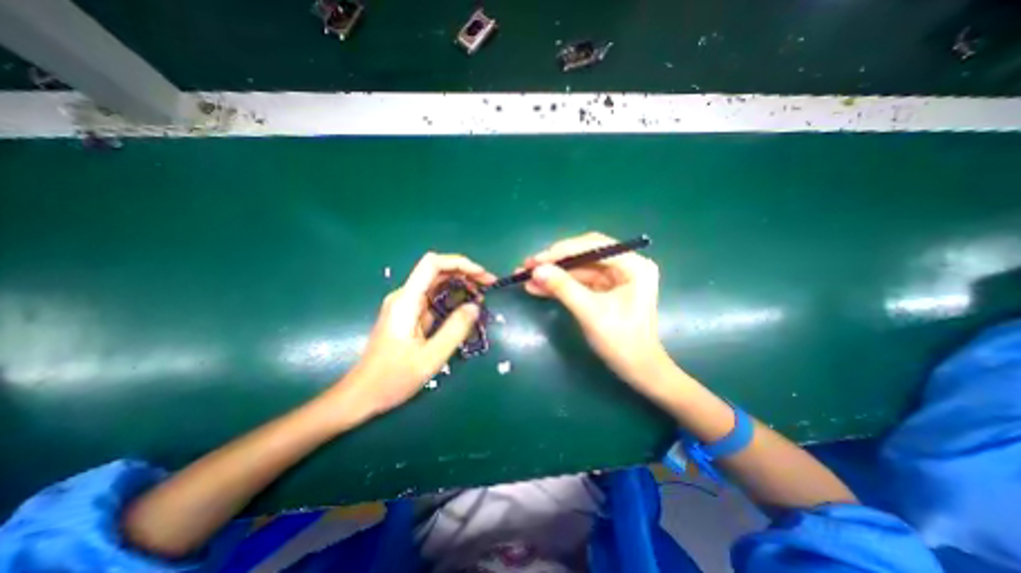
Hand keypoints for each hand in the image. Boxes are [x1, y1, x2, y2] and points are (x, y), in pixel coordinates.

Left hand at [336, 252, 493, 418]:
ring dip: (461, 286)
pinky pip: (434, 299)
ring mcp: (406, 305)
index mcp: (407, 301)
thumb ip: (455, 330)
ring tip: (481, 298)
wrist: (362, 394)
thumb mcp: (430, 357)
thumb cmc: (392, 378)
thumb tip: (475, 306)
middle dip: (465, 274)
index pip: (433, 264)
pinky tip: (466, 309)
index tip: (482, 276)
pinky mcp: (410, 315)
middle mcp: (405, 296)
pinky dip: (453, 299)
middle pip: (438, 271)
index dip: (460, 263)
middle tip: (488, 286)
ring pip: (437, 284)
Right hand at [522, 231, 675, 390]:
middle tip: (528, 266)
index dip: (562, 251)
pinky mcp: (604, 289)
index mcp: (633, 265)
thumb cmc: (621, 342)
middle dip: (555, 261)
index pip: (593, 245)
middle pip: (584, 254)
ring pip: (578, 268)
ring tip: (526, 277)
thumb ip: (564, 288)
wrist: (636, 370)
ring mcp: (615, 277)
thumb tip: (536, 270)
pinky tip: (538, 288)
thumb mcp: (590, 313)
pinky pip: (578, 281)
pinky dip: (559, 284)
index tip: (536, 260)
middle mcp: (626, 265)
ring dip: (553, 273)